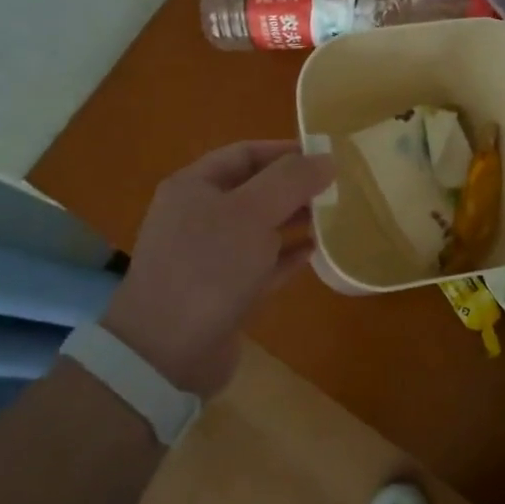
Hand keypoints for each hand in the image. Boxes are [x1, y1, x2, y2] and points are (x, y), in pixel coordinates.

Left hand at [102, 141, 336, 395]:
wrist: (167, 352)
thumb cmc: (209, 266)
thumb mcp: (252, 211)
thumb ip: (291, 180)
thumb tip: (326, 159)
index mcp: (194, 187)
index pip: (244, 153)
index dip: (285, 151)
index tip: (325, 156)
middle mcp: (199, 217)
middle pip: (254, 190)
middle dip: (294, 187)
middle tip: (337, 188)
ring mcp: (210, 257)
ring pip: (260, 227)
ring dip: (294, 220)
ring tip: (333, 217)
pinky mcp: (224, 292)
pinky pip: (263, 264)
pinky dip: (287, 255)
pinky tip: (315, 252)